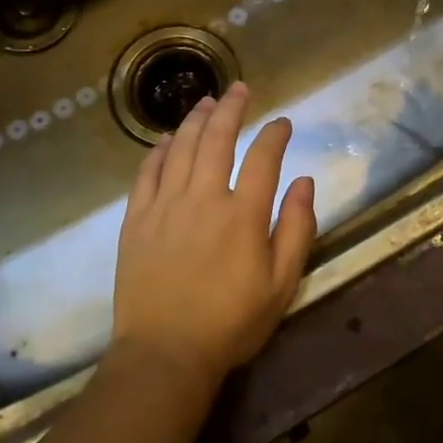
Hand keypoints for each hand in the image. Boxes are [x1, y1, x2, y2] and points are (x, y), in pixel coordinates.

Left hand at [111, 82, 316, 395]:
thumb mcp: (281, 285)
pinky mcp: (136, 218)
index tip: (282, 122)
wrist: (165, 353)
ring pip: (181, 147)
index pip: (264, 157)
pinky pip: (147, 172)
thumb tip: (306, 181)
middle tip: (239, 89)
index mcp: (243, 214)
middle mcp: (204, 197)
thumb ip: (297, 229)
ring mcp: (165, 205)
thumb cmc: (231, 323)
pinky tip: (167, 139)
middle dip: (231, 108)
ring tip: (205, 101)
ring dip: (195, 119)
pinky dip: (159, 150)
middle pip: (217, 138)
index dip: (275, 134)